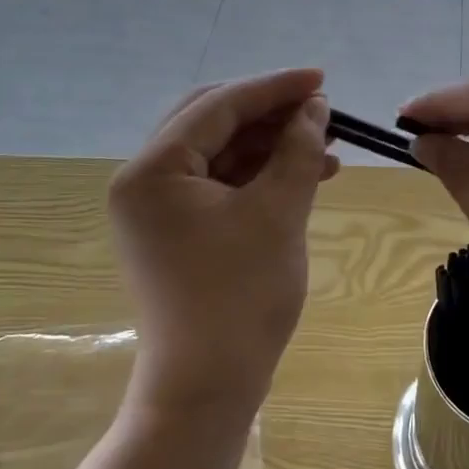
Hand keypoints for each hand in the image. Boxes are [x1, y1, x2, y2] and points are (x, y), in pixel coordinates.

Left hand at [109, 69, 335, 417]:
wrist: (208, 390)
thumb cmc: (240, 298)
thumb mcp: (278, 213)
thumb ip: (297, 149)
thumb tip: (316, 107)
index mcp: (153, 170)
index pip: (218, 106)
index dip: (274, 88)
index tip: (321, 78)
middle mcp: (143, 180)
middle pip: (212, 121)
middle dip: (269, 112)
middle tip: (319, 109)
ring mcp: (157, 206)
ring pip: (220, 151)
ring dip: (270, 144)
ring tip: (325, 147)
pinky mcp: (175, 228)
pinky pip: (220, 183)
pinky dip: (259, 174)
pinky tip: (307, 175)